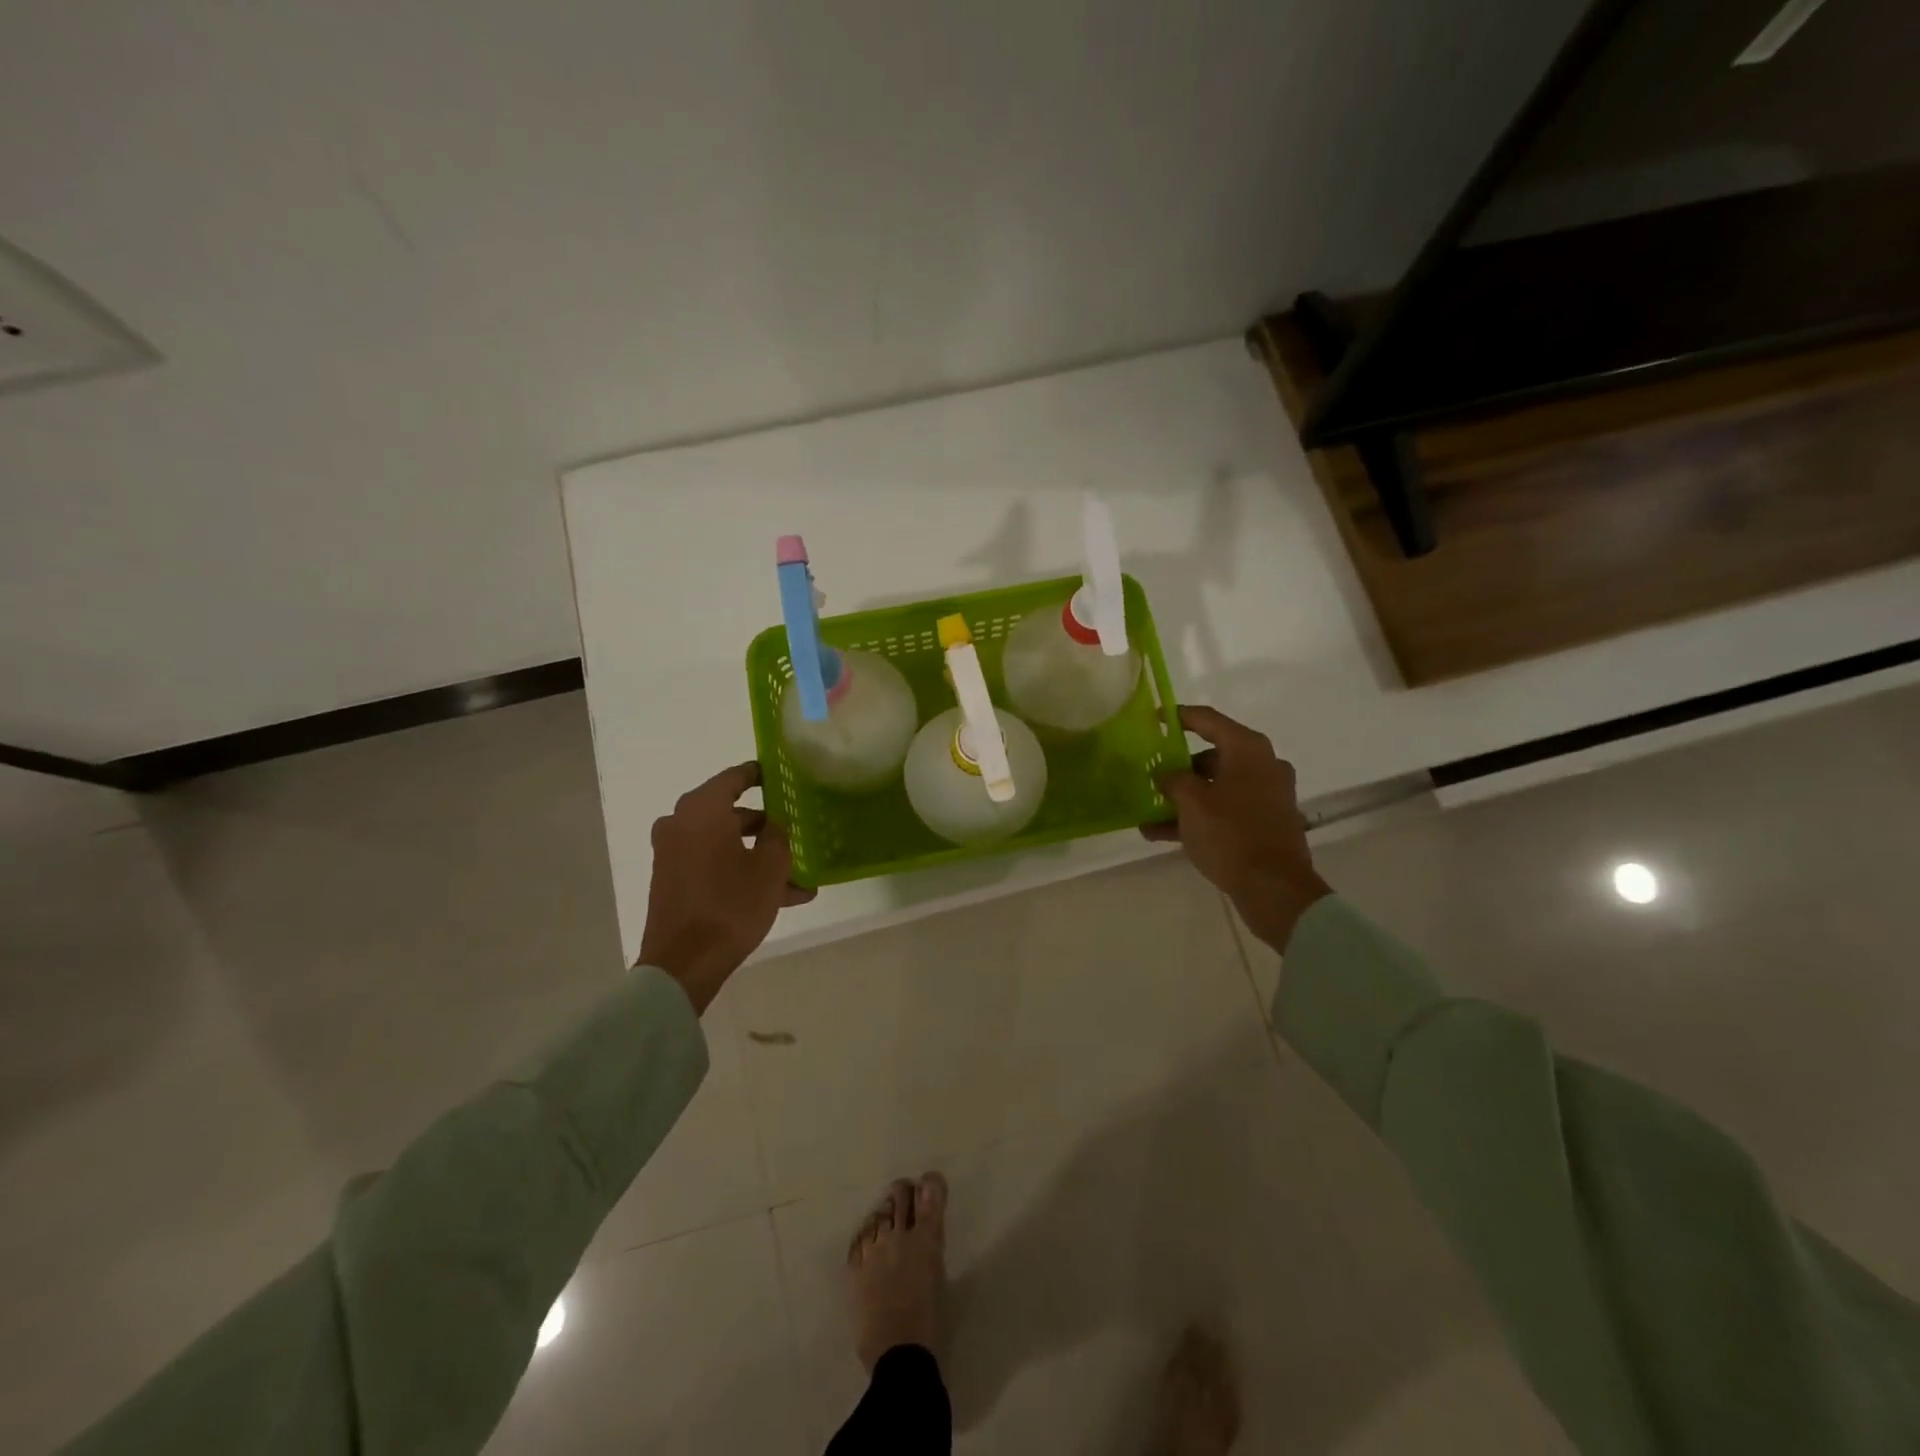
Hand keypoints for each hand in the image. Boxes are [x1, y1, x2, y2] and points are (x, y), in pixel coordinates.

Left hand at [638, 762, 815, 1012]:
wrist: (683, 963)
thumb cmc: (731, 904)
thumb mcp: (770, 867)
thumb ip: (777, 836)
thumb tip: (774, 824)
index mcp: (702, 809)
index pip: (734, 777)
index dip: (759, 774)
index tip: (780, 776)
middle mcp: (681, 823)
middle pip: (729, 812)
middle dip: (764, 825)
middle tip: (795, 831)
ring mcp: (672, 853)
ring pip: (723, 843)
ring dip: (757, 855)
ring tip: (797, 877)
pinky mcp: (672, 880)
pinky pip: (712, 864)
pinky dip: (739, 872)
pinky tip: (779, 897)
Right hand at [1143, 705, 1330, 952]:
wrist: (1274, 888)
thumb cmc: (1230, 833)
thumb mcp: (1191, 802)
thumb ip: (1173, 780)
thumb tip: (1166, 774)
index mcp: (1248, 749)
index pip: (1208, 719)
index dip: (1178, 717)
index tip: (1153, 719)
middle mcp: (1261, 765)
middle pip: (1212, 755)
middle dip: (1177, 766)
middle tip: (1149, 773)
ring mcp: (1266, 795)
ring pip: (1216, 786)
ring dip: (1183, 797)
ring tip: (1148, 810)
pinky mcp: (1265, 822)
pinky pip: (1225, 809)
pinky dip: (1198, 816)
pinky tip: (1162, 833)